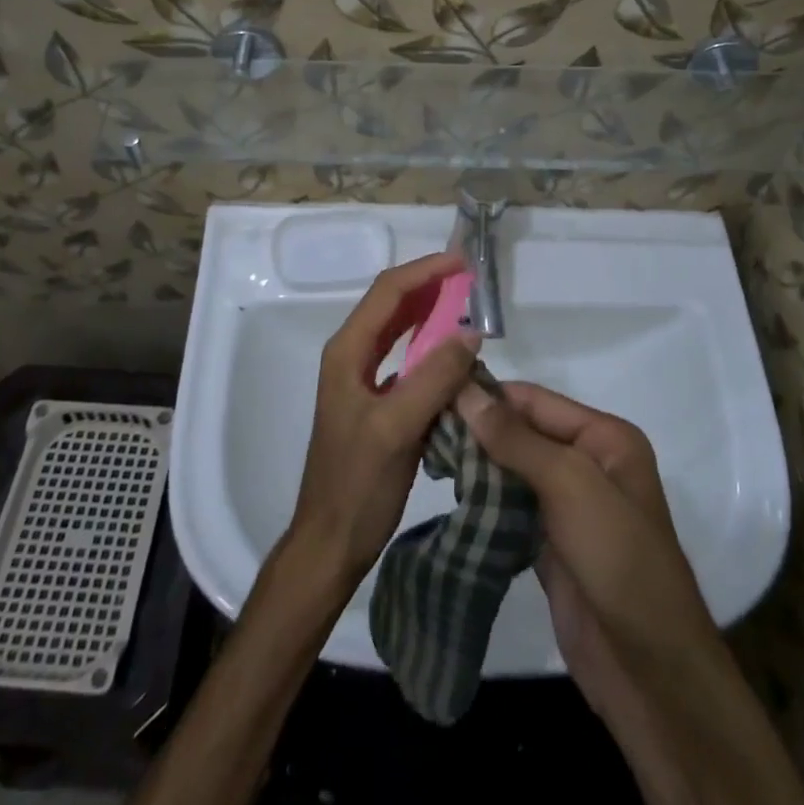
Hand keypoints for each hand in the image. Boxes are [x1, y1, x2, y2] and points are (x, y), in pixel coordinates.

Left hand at [288, 251, 480, 593]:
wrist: (331, 541)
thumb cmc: (357, 484)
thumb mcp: (396, 428)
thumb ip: (432, 379)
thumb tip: (470, 334)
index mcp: (347, 352)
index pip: (388, 292)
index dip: (425, 272)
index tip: (463, 263)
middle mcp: (351, 356)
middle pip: (392, 305)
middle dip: (430, 287)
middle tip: (472, 281)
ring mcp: (362, 379)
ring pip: (399, 331)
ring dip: (431, 315)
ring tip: (469, 307)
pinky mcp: (376, 402)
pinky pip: (406, 361)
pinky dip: (430, 348)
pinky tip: (455, 356)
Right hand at [454, 383, 713, 682]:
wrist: (649, 672)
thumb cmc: (618, 558)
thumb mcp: (570, 484)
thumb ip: (515, 438)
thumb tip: (466, 391)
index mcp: (604, 438)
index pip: (534, 400)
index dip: (487, 395)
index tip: (433, 392)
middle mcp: (588, 462)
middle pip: (521, 433)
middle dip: (476, 431)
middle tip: (422, 428)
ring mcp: (569, 505)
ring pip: (512, 471)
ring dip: (475, 466)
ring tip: (427, 456)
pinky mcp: (550, 543)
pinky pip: (510, 508)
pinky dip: (483, 501)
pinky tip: (450, 494)